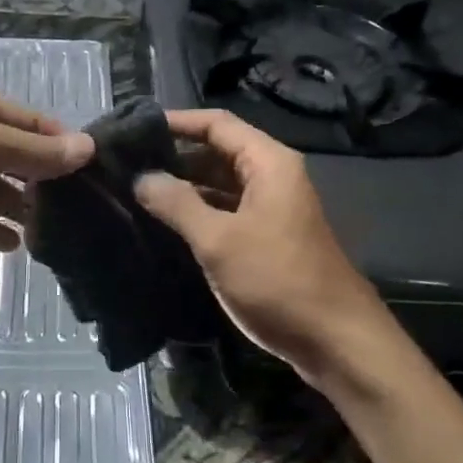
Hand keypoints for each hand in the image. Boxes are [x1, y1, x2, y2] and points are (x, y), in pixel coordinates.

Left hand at [0, 77, 93, 259]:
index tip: (90, 169)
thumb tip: (87, 146)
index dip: (58, 140)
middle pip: (6, 149)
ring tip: (47, 232)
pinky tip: (11, 245)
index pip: (26, 116)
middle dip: (36, 177)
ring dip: (13, 205)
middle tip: (72, 207)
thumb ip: (36, 152)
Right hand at [134, 109, 399, 390]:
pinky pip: (227, 210)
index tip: (134, 127)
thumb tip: (140, 177)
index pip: (217, 123)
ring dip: (184, 185)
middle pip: (218, 150)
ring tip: (136, 187)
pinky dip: (198, 210)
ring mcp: (272, 207)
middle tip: (127, 161)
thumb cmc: (278, 281)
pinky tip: (165, 220)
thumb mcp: (219, 240)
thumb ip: (177, 204)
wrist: (336, 341)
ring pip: (220, 183)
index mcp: (268, 163)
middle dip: (175, 154)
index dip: (176, 121)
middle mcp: (272, 176)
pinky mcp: (268, 236)